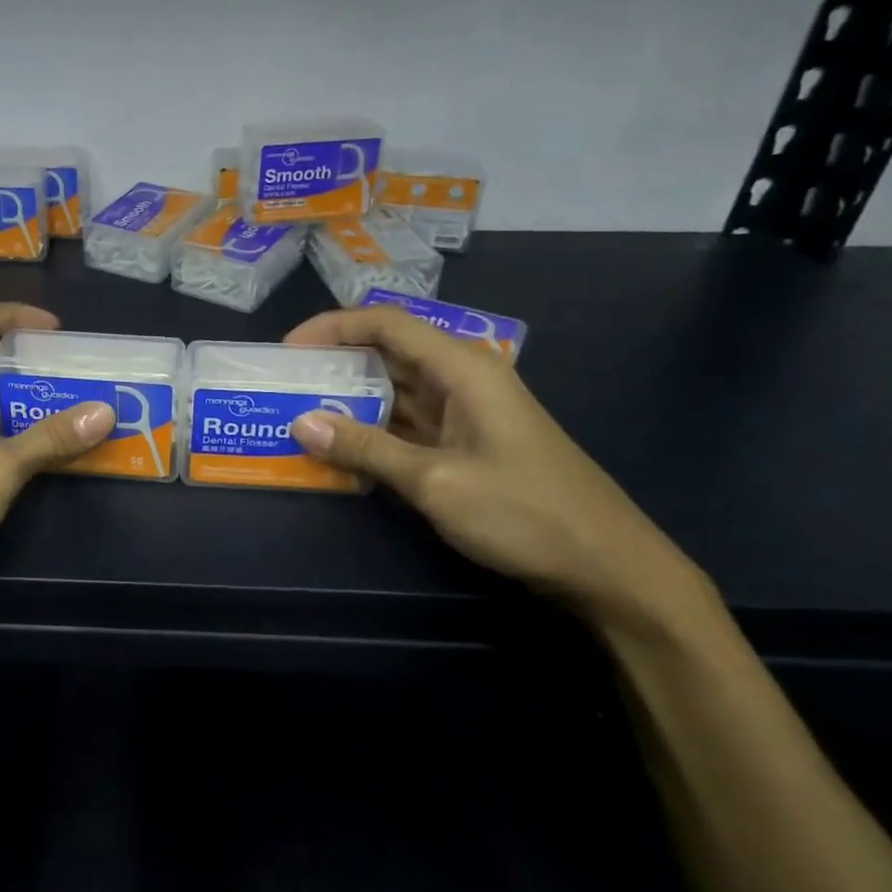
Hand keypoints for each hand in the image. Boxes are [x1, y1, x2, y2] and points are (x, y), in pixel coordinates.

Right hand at [283, 306, 709, 634]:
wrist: (608, 566)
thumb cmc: (525, 513)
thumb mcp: (435, 481)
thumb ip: (366, 449)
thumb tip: (302, 423)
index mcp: (462, 367)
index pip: (386, 324)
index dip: (332, 327)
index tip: (287, 350)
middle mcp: (463, 378)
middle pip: (388, 352)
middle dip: (335, 363)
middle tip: (284, 383)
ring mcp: (466, 411)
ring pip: (396, 389)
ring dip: (351, 398)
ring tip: (299, 411)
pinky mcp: (467, 442)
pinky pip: (408, 422)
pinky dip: (374, 429)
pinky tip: (341, 446)